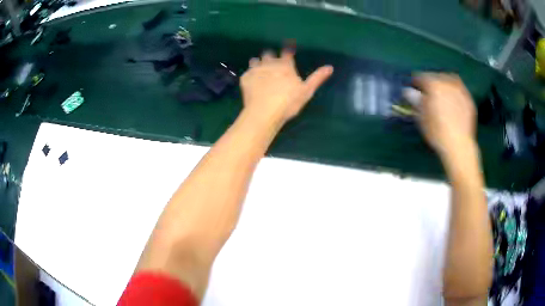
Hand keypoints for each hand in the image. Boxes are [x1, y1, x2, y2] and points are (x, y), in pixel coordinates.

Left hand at [240, 49, 332, 125]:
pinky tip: (251, 82)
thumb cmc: (288, 102)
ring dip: (258, 63)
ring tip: (259, 70)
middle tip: (271, 62)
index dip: (287, 50)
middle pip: (268, 53)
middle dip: (270, 56)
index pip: (287, 52)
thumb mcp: (307, 91)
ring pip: (255, 60)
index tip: (287, 50)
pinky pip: (246, 73)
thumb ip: (317, 78)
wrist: (264, 112)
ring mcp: (256, 70)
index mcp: (285, 65)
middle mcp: (269, 63)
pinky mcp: (245, 78)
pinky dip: (249, 75)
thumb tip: (330, 67)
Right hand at [414, 73, 476, 157]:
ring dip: (444, 83)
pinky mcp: (469, 100)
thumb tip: (408, 91)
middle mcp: (447, 83)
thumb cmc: (437, 132)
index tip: (414, 88)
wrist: (459, 145)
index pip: (421, 77)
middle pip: (436, 76)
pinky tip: (453, 100)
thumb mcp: (422, 118)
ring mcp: (460, 90)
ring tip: (442, 93)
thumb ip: (416, 101)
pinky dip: (455, 91)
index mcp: (434, 85)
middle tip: (428, 92)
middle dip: (431, 82)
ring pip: (450, 80)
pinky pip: (460, 90)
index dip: (416, 82)